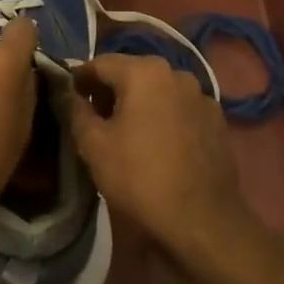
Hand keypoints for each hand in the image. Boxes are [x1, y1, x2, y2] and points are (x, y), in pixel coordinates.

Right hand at [68, 54, 254, 266]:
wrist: (202, 219)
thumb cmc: (139, 177)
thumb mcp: (93, 144)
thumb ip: (74, 109)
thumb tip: (66, 92)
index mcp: (143, 71)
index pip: (99, 64)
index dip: (79, 80)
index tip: (68, 100)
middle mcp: (176, 73)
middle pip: (131, 74)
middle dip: (110, 92)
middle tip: (94, 121)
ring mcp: (201, 96)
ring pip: (158, 90)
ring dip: (139, 104)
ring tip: (127, 134)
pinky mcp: (217, 120)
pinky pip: (180, 109)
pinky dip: (164, 117)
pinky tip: (158, 145)